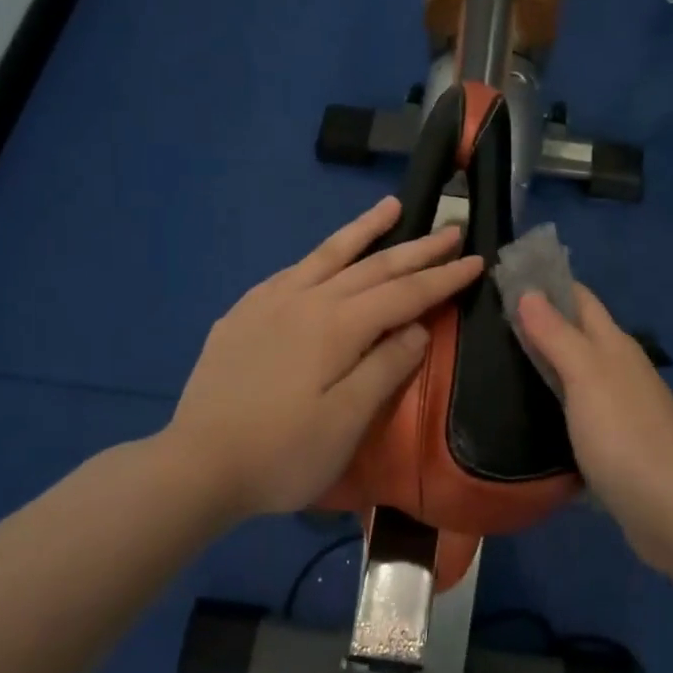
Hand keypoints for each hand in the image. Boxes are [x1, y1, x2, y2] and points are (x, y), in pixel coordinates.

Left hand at [166, 197, 482, 519]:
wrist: (196, 466)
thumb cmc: (281, 454)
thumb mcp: (346, 423)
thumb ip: (385, 368)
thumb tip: (417, 328)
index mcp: (336, 327)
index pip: (403, 293)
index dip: (442, 278)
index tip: (476, 260)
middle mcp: (305, 300)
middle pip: (372, 267)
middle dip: (416, 249)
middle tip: (451, 229)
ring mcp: (269, 302)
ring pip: (328, 255)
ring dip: (364, 230)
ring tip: (392, 206)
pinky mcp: (243, 314)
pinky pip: (292, 271)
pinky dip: (320, 256)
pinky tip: (324, 257)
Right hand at [518, 284, 672, 562]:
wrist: (671, 509)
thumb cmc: (624, 434)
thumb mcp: (586, 376)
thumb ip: (557, 335)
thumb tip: (529, 292)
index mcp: (615, 345)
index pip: (580, 299)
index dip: (548, 284)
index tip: (505, 278)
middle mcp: (621, 368)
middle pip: (579, 333)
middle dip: (542, 321)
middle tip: (490, 321)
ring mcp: (621, 406)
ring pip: (578, 371)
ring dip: (547, 361)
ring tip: (500, 361)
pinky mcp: (616, 441)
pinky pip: (579, 407)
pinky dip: (556, 399)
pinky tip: (531, 410)